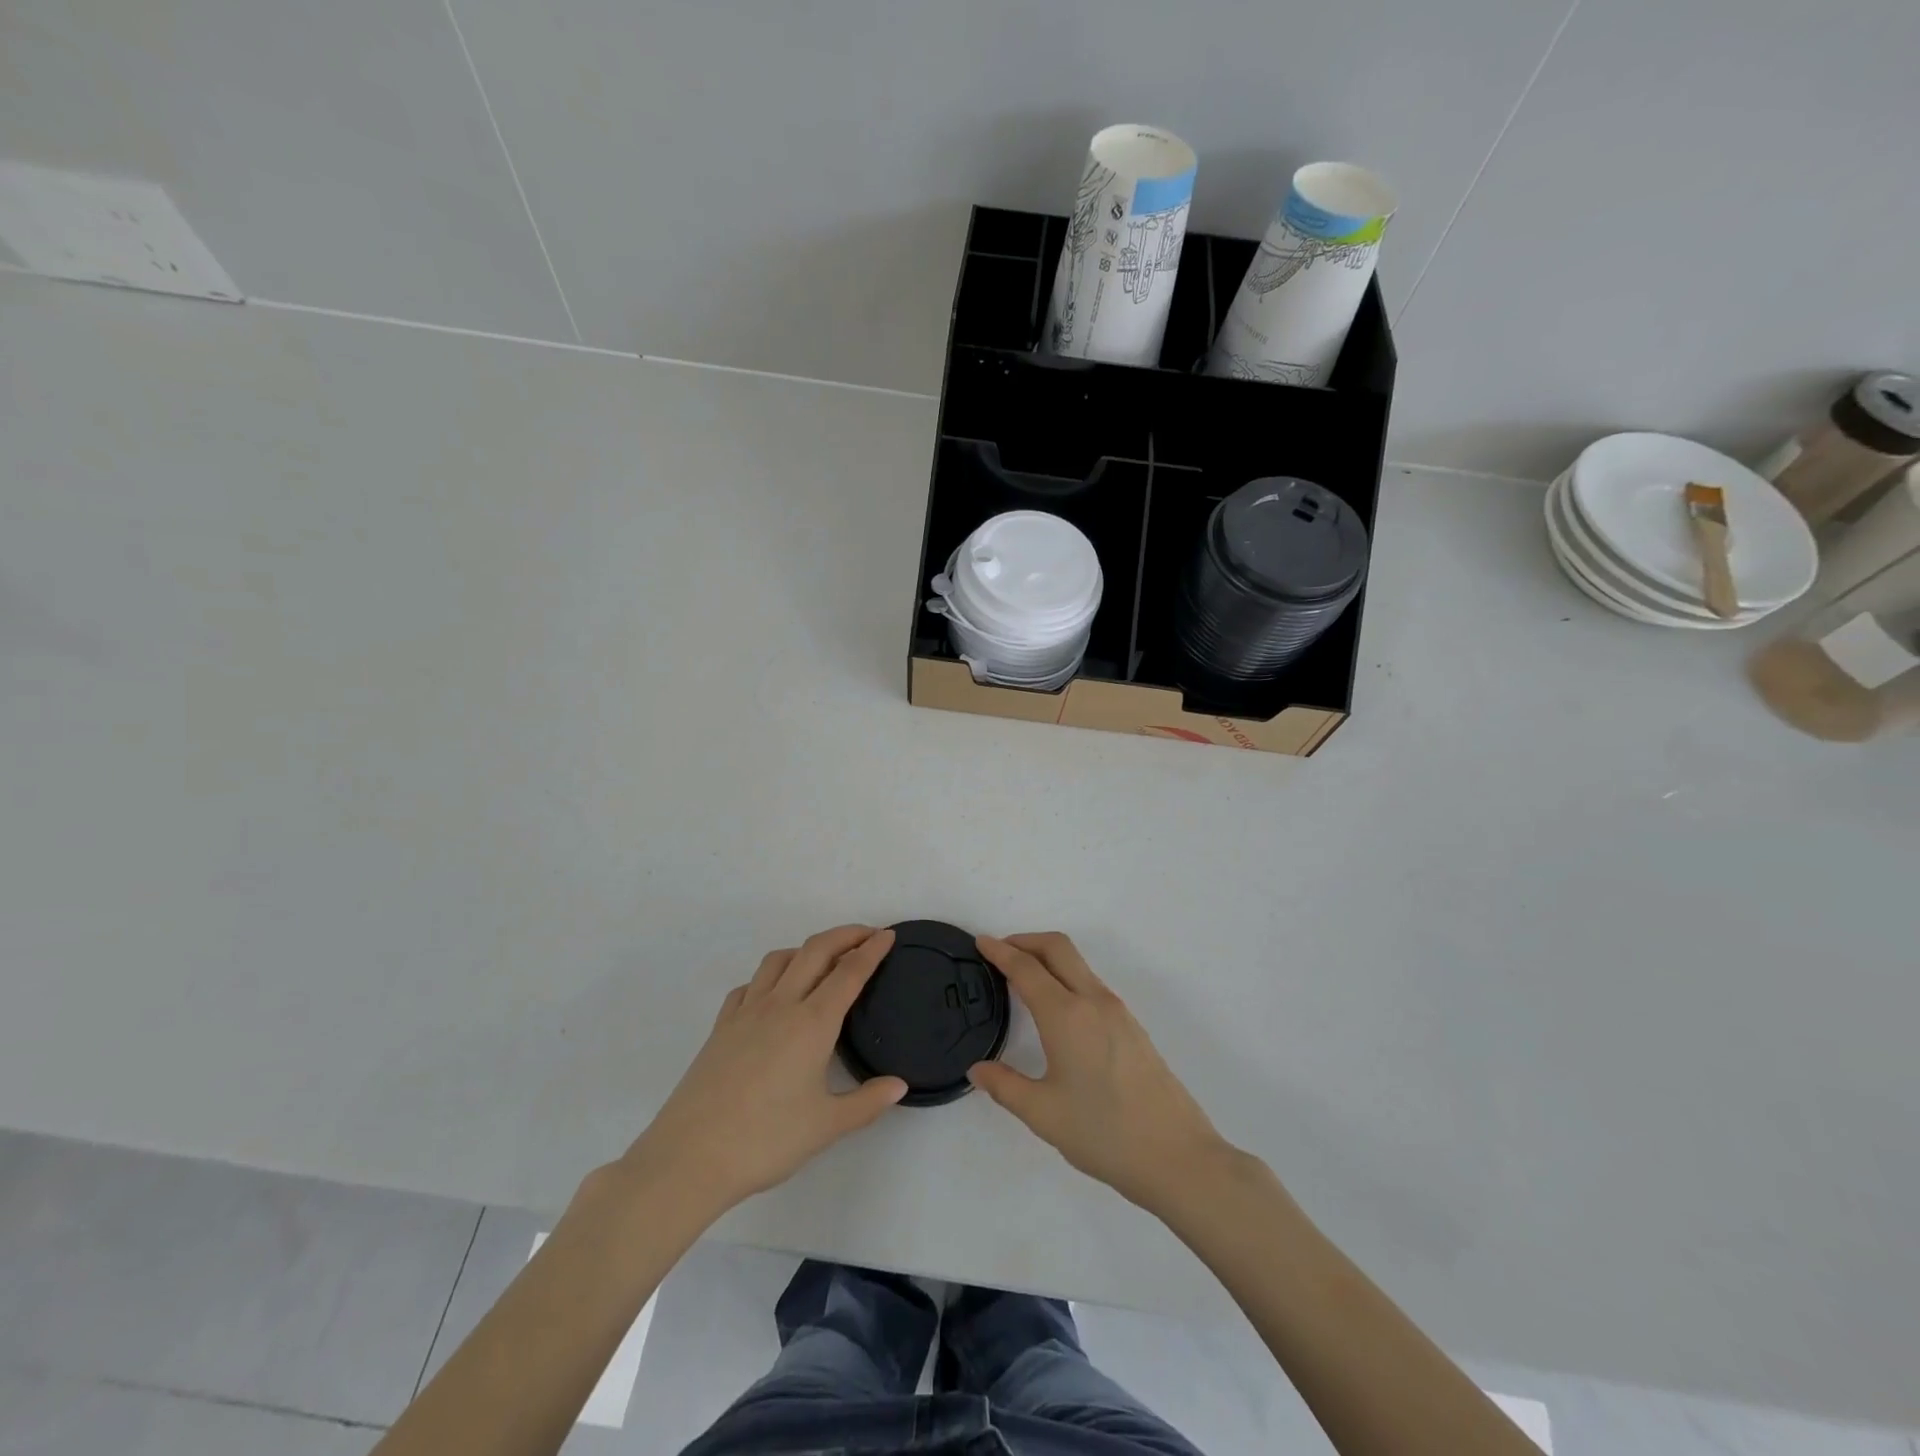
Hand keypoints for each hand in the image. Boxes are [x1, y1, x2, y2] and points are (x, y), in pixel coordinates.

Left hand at [622, 925, 906, 1218]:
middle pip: (815, 951)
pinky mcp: (721, 1027)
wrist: (689, 1157)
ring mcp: (746, 1012)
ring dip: (806, 949)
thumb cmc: (765, 1140)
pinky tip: (774, 995)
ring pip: (779, 960)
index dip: (872, 950)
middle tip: (867, 934)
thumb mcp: (826, 1126)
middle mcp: (781, 1005)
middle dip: (844, 935)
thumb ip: (867, 1102)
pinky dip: (769, 977)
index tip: (888, 935)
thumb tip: (899, 1085)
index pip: (849, 972)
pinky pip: (749, 985)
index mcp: (812, 1023)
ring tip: (822, 960)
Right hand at [970, 933, 1232, 1212]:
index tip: (980, 942)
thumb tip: (978, 1069)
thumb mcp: (1044, 1114)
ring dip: (1048, 957)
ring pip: (1078, 963)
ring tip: (1023, 977)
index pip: (1026, 968)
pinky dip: (1066, 976)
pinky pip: (1091, 983)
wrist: (1178, 1156)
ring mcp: (1117, 1011)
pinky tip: (1057, 1007)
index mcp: (1066, 1016)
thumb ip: (1005, 1086)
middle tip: (1000, 950)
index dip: (1000, 951)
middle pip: (1057, 947)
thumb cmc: (1104, 1133)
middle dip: (1026, 940)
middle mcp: (1093, 1001)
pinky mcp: (1132, 1026)